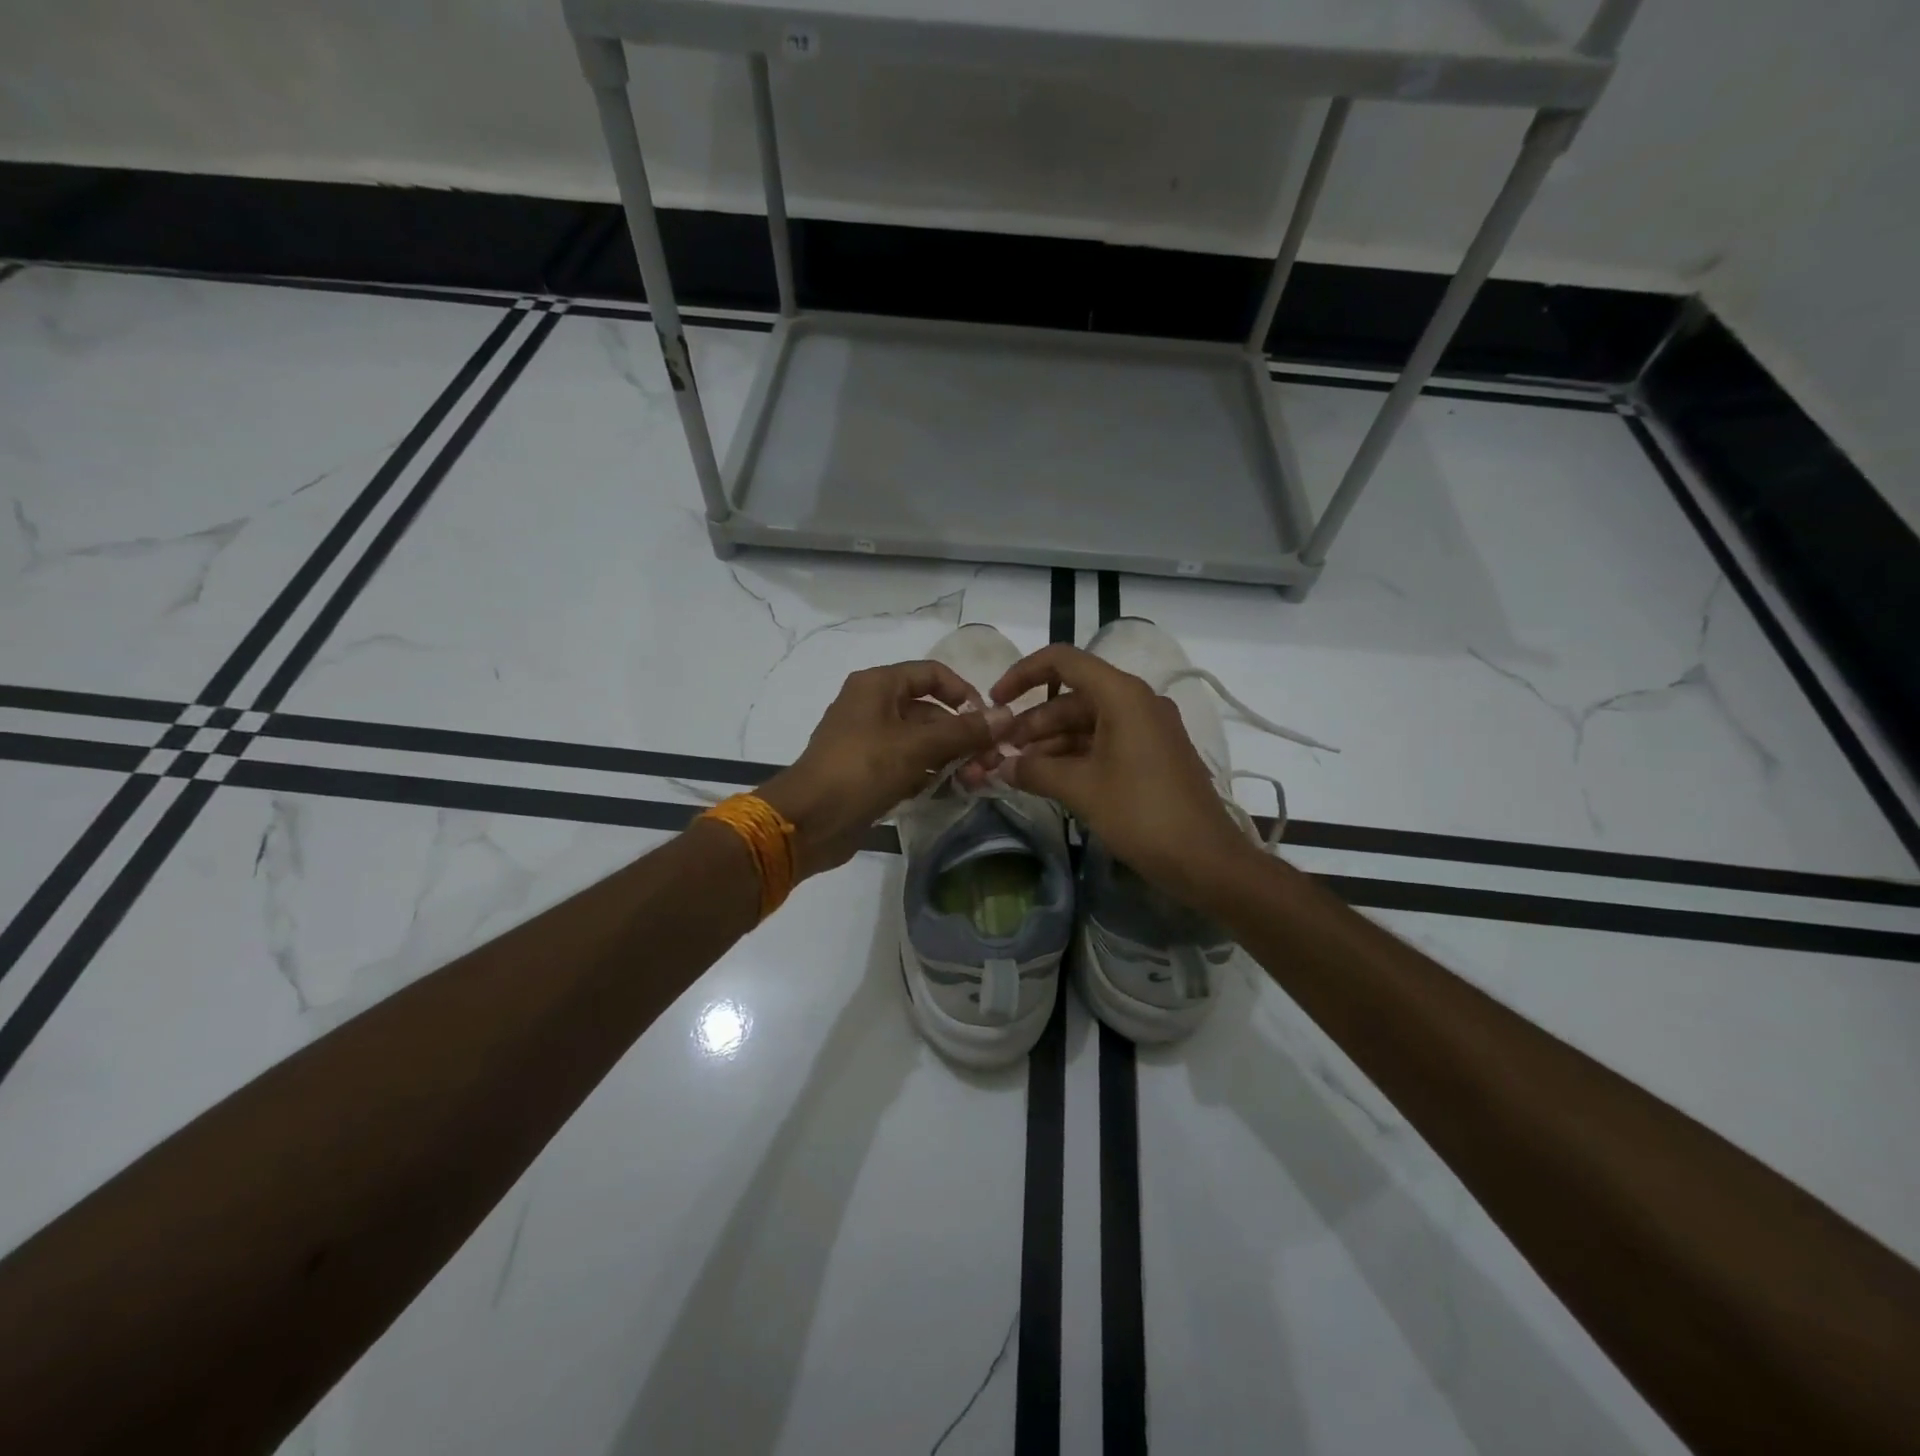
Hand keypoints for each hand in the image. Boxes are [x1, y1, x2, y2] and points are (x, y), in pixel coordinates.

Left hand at [759, 661, 1010, 877]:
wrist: (809, 821)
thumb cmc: (861, 770)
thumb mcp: (916, 747)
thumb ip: (963, 731)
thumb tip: (1005, 716)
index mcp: (878, 685)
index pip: (932, 674)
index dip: (963, 692)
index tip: (988, 719)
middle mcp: (874, 706)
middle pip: (930, 711)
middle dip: (963, 735)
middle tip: (990, 762)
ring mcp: (870, 741)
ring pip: (922, 742)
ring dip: (951, 758)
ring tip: (977, 781)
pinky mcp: (870, 772)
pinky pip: (909, 765)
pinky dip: (931, 775)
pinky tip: (954, 792)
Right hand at [964, 645, 1253, 906]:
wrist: (1206, 860)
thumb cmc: (1142, 814)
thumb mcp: (1082, 789)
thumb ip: (1035, 770)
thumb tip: (1002, 765)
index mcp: (1123, 695)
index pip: (1064, 662)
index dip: (1023, 674)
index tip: (996, 701)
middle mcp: (1137, 702)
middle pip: (1073, 697)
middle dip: (1034, 721)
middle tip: (1001, 749)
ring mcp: (1147, 729)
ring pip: (1086, 723)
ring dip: (1051, 743)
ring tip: (1017, 769)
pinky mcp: (1152, 755)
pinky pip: (1104, 742)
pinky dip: (1074, 756)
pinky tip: (1047, 778)